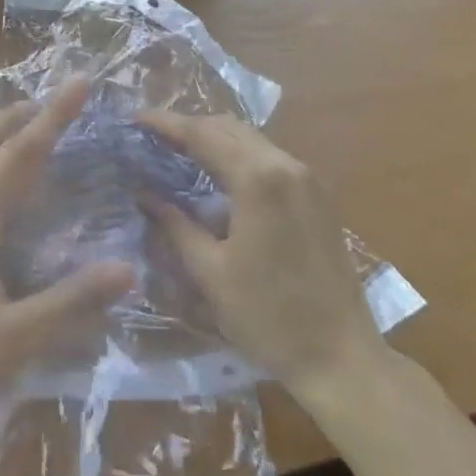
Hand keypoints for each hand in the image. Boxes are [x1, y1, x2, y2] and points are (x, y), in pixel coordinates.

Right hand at [142, 113, 386, 396]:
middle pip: (228, 128)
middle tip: (152, 137)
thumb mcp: (210, 272)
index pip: (202, 134)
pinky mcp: (318, 195)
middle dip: (189, 126)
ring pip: (251, 140)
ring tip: (179, 152)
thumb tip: (143, 194)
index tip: (135, 119)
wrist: (341, 357)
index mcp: (258, 179)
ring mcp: (308, 178)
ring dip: (215, 139)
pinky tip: (219, 176)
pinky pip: (270, 158)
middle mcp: (286, 165)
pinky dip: (239, 156)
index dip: (165, 124)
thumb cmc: (268, 317)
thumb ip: (174, 225)